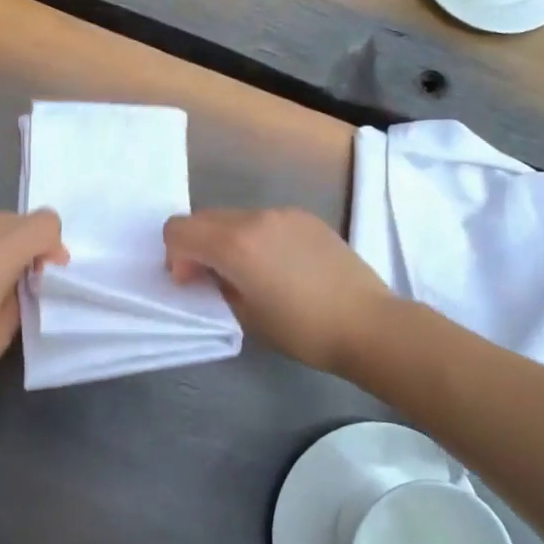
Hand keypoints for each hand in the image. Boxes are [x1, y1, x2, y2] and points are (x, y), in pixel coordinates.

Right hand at [163, 208, 393, 373]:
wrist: (368, 323)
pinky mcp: (306, 217)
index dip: (175, 256)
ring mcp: (283, 213)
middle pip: (204, 218)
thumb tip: (209, 272)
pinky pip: (264, 220)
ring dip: (227, 240)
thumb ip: (217, 286)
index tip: (192, 283)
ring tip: (252, 274)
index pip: (178, 230)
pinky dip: (256, 237)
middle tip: (214, 280)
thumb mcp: (245, 316)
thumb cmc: (302, 329)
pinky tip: (281, 266)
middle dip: (198, 246)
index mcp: (234, 243)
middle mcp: (255, 217)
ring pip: (234, 217)